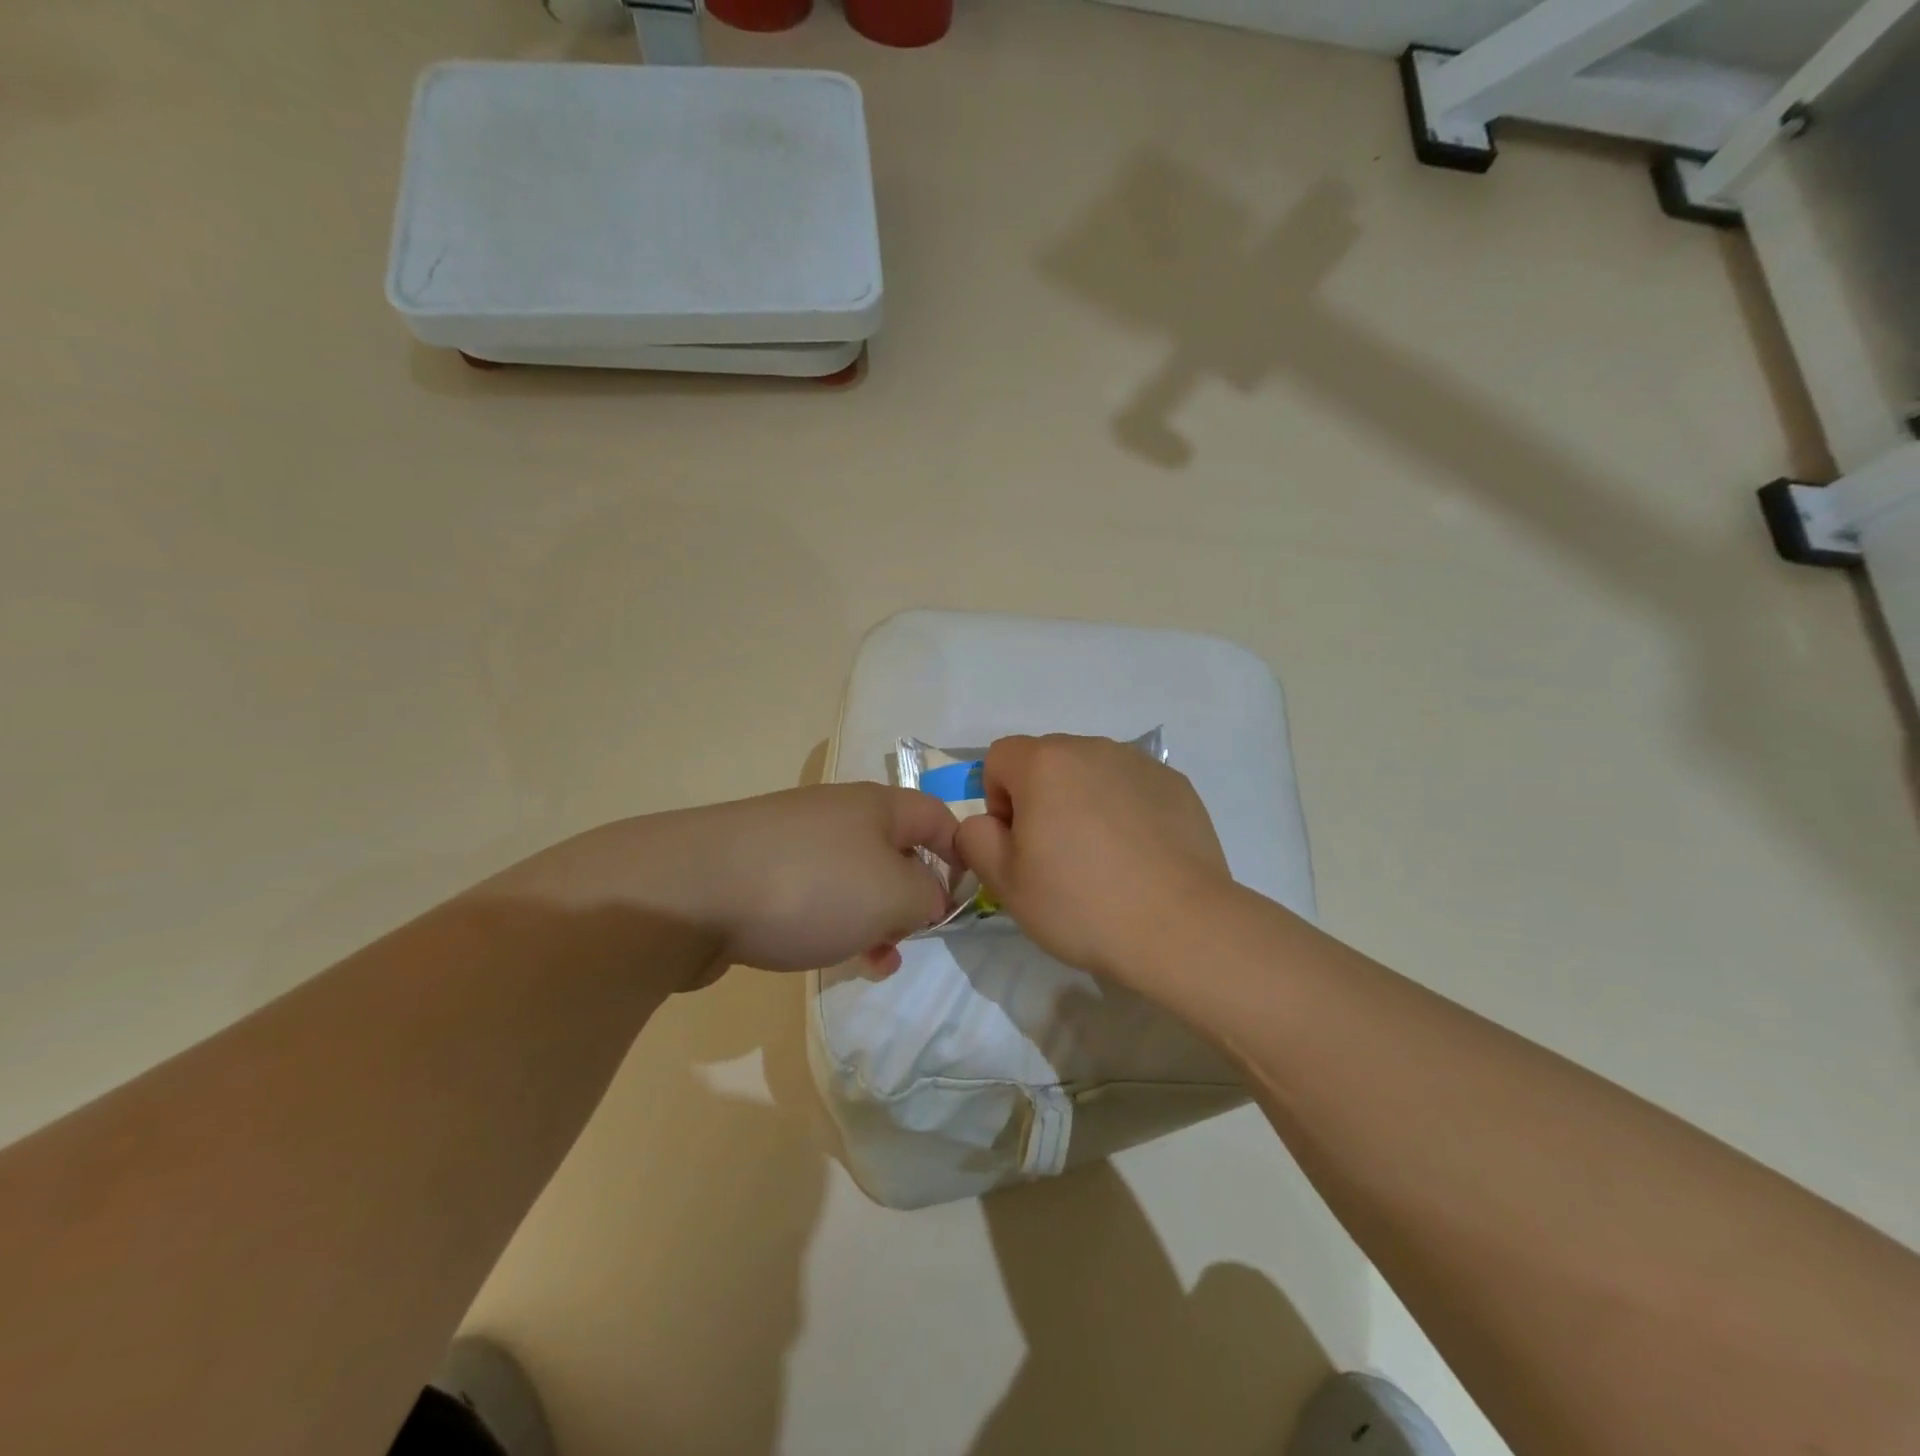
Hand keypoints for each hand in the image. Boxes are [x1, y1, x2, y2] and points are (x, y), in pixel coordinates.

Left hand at [502, 784, 958, 987]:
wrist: (686, 893)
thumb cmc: (809, 887)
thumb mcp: (894, 895)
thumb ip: (929, 897)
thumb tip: (929, 898)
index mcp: (875, 805)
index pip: (937, 817)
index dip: (961, 853)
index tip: (966, 899)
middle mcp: (835, 813)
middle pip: (894, 849)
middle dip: (913, 895)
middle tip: (914, 937)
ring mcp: (790, 839)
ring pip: (853, 878)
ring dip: (873, 917)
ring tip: (877, 960)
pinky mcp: (756, 870)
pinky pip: (812, 893)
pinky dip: (830, 922)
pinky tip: (826, 955)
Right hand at [954, 735, 1231, 982]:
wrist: (1180, 927)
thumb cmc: (1081, 904)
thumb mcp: (1005, 883)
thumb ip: (975, 839)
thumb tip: (985, 823)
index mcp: (1045, 763)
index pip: (999, 757)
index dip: (997, 800)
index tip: (1018, 843)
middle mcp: (1092, 748)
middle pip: (1047, 761)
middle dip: (1040, 798)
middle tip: (1057, 856)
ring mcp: (1140, 763)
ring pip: (1091, 772)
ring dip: (1083, 801)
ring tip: (1103, 858)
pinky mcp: (1176, 784)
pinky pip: (1131, 787)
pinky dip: (1124, 810)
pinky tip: (1139, 856)